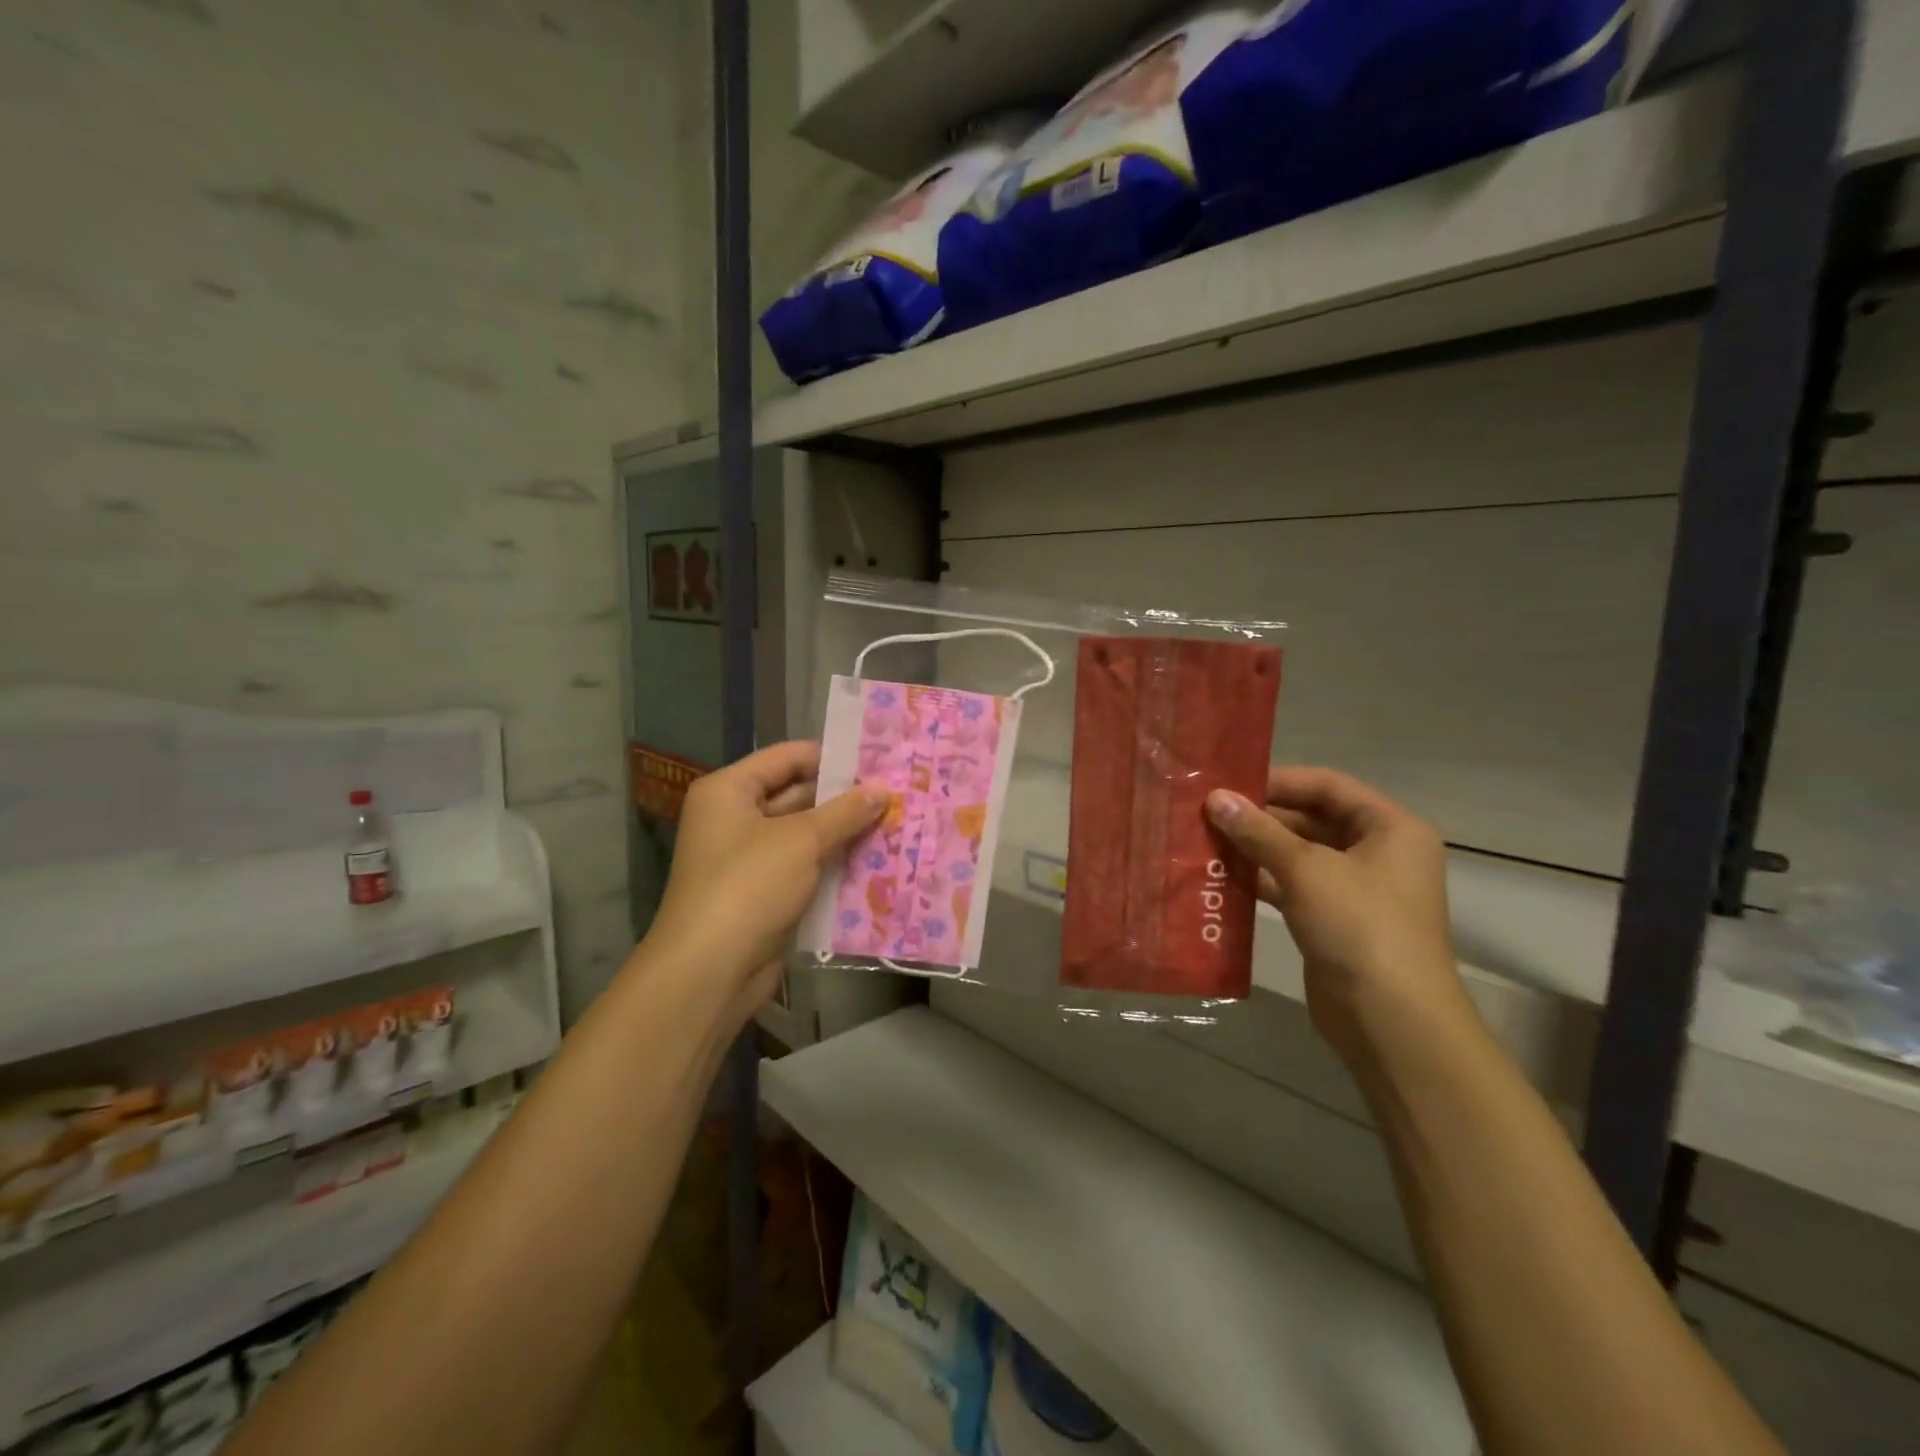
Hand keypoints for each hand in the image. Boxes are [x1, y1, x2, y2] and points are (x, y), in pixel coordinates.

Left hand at [645, 741, 884, 1005]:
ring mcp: (747, 858)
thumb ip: (845, 812)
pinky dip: (832, 865)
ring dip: (842, 834)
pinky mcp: (761, 893)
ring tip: (894, 824)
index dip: (831, 757)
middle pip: (796, 795)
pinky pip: (803, 868)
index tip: (878, 762)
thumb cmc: (750, 885)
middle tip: (894, 795)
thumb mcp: (802, 840)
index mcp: (729, 790)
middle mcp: (734, 818)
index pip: (787, 757)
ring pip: (803, 835)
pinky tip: (874, 863)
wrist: (710, 970)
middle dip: (843, 799)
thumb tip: (882, 789)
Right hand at [1205, 767, 1468, 1059]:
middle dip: (1261, 817)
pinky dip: (1262, 881)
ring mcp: (1357, 890)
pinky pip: (1294, 887)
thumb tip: (1215, 798)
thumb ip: (1258, 831)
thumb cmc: (1358, 926)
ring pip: (1299, 855)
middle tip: (1209, 812)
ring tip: (1206, 840)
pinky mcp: (1334, 921)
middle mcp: (1379, 853)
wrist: (1390, 1019)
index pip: (1328, 785)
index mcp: (1391, 828)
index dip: (1279, 780)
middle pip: (1313, 819)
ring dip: (1256, 849)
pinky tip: (1222, 877)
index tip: (1230, 783)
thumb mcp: (1305, 869)